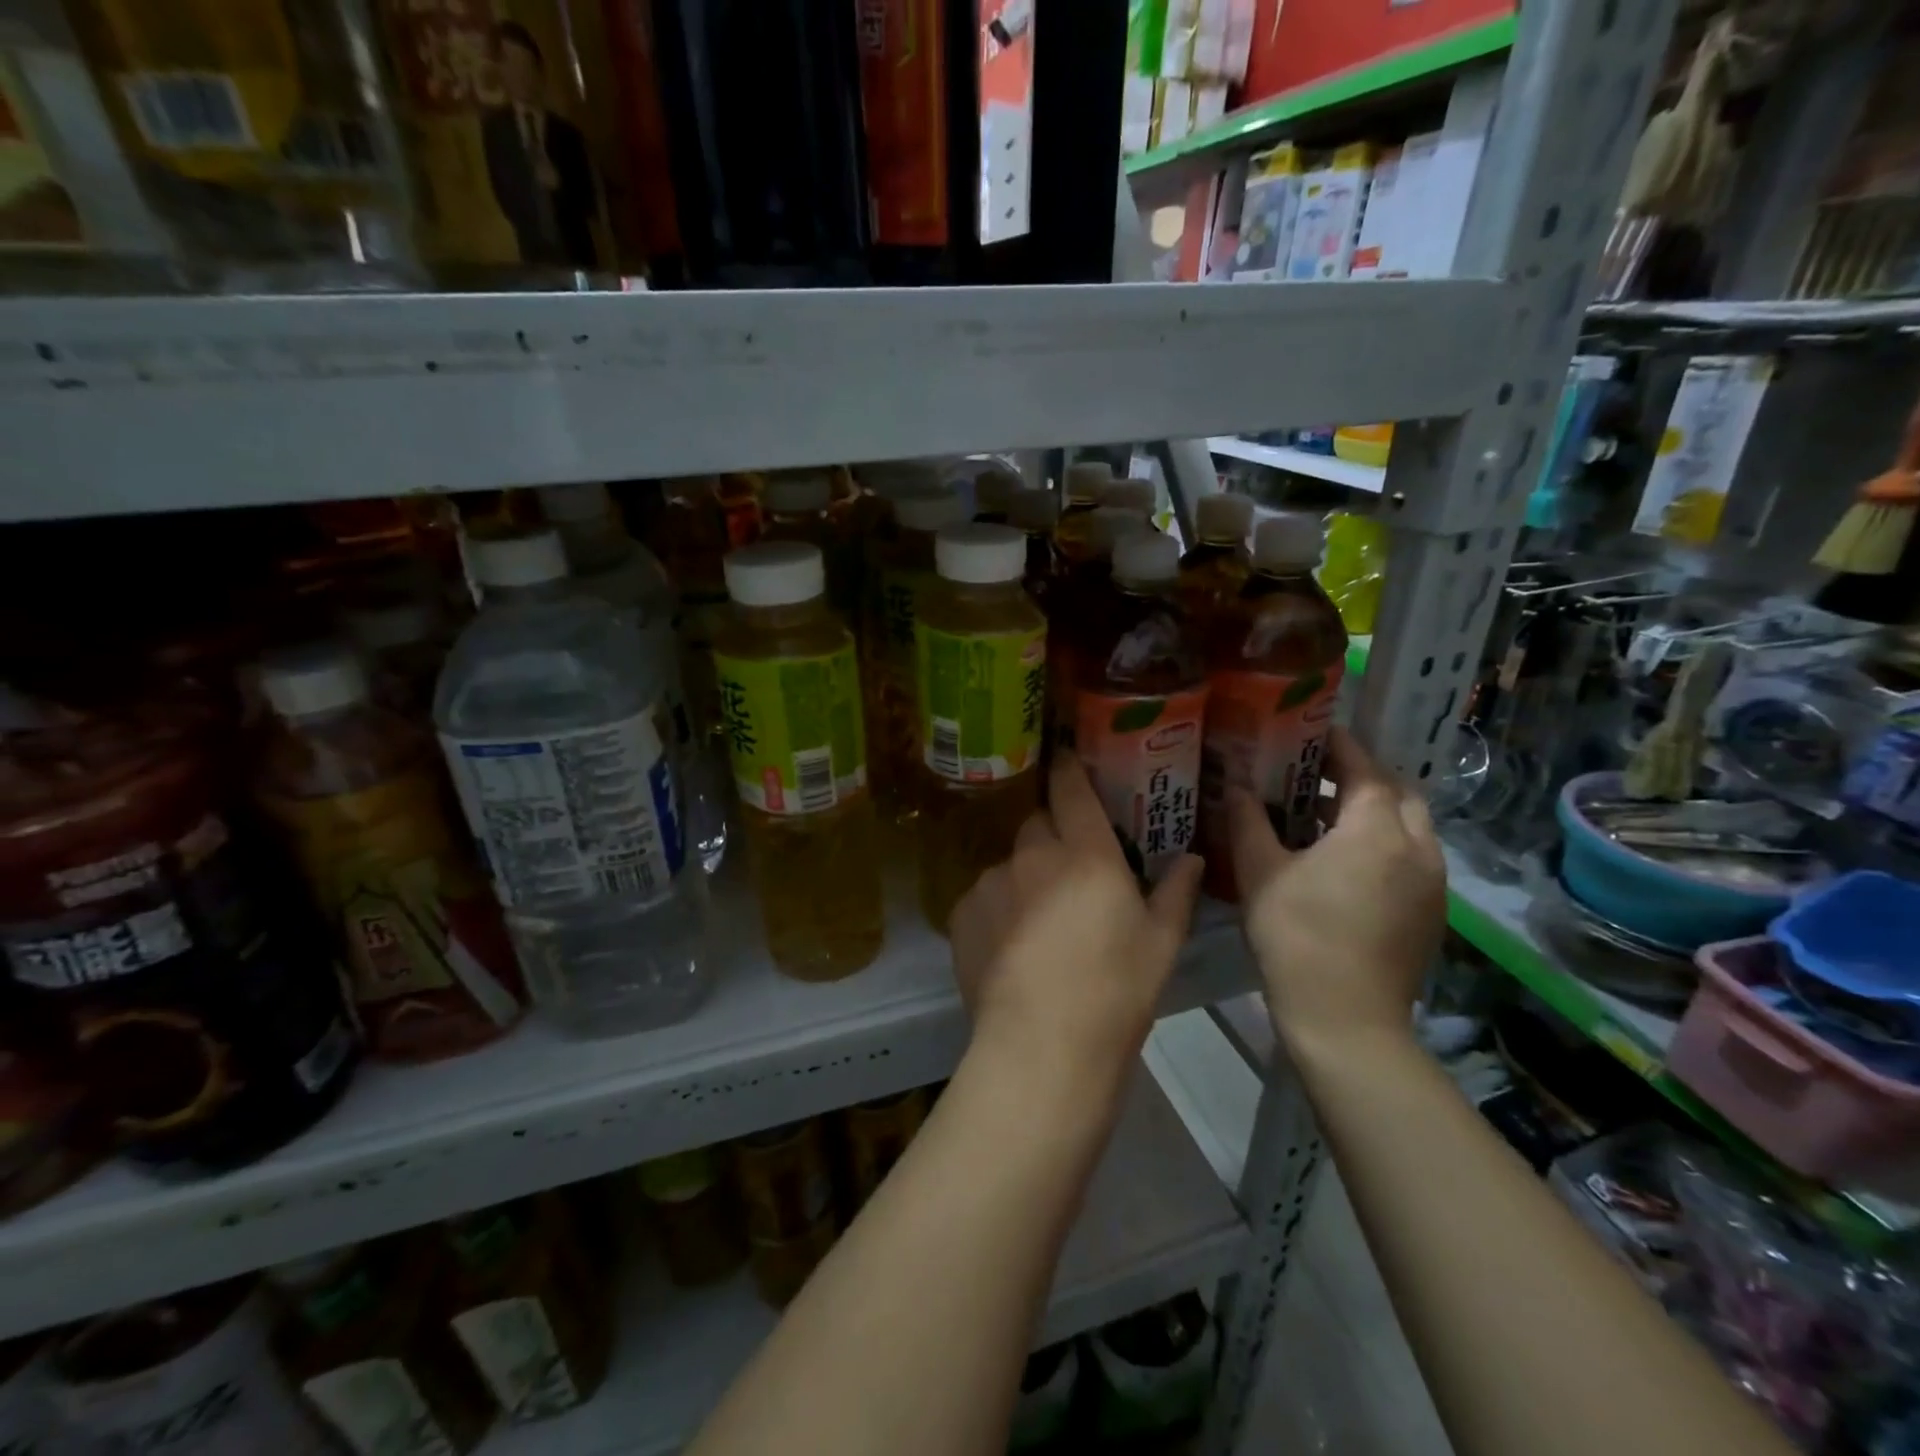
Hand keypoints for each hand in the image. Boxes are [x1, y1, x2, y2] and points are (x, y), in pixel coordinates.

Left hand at [950, 753, 1204, 1095]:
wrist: (1041, 1048)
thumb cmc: (1115, 994)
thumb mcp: (1160, 945)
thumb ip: (1175, 892)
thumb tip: (1192, 858)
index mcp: (1087, 854)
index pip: (1071, 790)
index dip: (1068, 768)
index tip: (1065, 758)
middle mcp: (1033, 856)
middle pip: (1037, 824)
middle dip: (1052, 836)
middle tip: (1068, 872)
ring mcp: (991, 882)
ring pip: (1009, 862)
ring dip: (1024, 877)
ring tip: (1036, 923)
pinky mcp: (961, 913)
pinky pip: (983, 895)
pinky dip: (996, 909)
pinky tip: (1007, 947)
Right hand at [1228, 727, 1444, 1052]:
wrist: (1346, 1021)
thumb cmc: (1297, 937)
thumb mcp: (1260, 872)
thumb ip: (1248, 821)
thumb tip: (1237, 786)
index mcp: (1377, 830)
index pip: (1365, 768)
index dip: (1339, 745)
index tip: (1312, 731)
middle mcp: (1418, 847)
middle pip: (1398, 793)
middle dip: (1364, 777)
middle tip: (1319, 775)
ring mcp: (1433, 883)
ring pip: (1411, 827)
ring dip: (1376, 812)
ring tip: (1327, 817)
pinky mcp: (1432, 913)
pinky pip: (1413, 858)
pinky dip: (1385, 844)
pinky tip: (1345, 863)